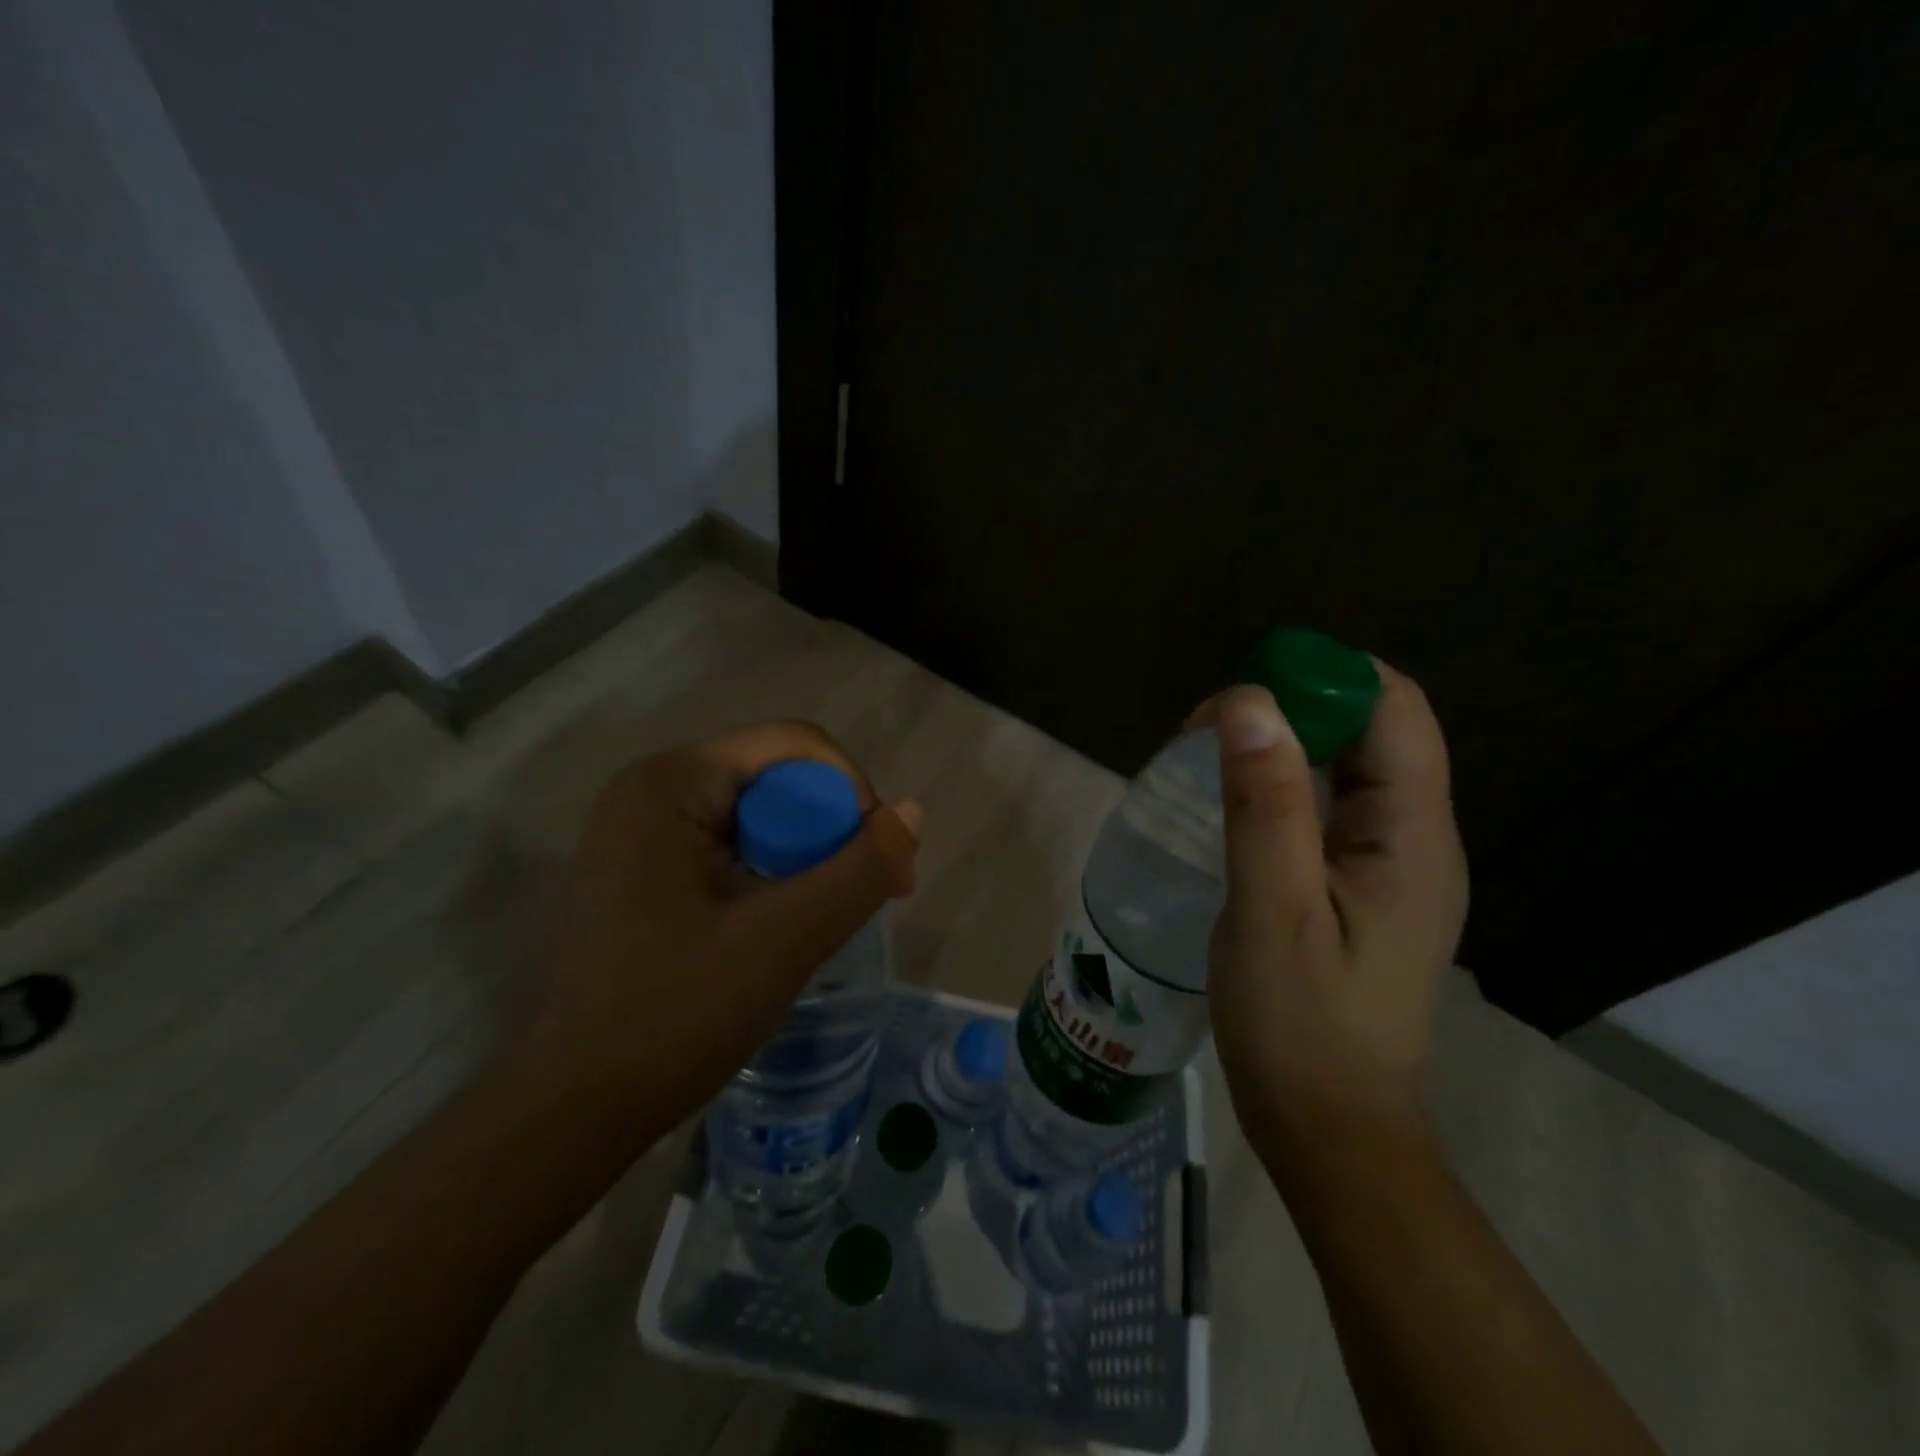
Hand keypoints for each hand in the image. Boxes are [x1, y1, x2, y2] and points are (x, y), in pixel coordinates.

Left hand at [516, 721, 922, 1137]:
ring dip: (806, 855)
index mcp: (671, 782)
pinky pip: (732, 844)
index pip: (794, 745)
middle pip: (777, 777)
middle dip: (831, 829)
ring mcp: (641, 828)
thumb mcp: (785, 938)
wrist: (573, 1109)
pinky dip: (772, 872)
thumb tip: (913, 811)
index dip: (853, 791)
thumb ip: (859, 869)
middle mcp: (650, 788)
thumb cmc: (674, 1016)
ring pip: (759, 814)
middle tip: (866, 896)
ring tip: (827, 915)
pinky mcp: (642, 867)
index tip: (882, 861)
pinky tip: (782, 921)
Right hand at [1195, 666, 1467, 1161]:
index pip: (1393, 707)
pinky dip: (1280, 783)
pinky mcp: (1359, 886)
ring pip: (1346, 765)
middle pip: (1371, 729)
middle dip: (1292, 707)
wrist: (1328, 1126)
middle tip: (1205, 732)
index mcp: (1414, 836)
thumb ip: (1266, 804)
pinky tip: (1233, 804)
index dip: (1322, 677)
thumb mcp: (1272, 910)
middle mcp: (1416, 837)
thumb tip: (1249, 700)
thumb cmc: (1299, 1025)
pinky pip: (1328, 805)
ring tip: (1207, 760)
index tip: (1238, 697)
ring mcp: (1389, 864)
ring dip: (1281, 744)